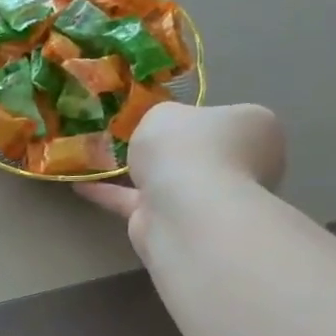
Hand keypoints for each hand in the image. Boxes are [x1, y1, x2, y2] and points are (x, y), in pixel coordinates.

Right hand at [76, 102, 285, 245]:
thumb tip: (164, 130)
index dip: (200, 117)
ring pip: (170, 181)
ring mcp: (210, 199)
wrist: (182, 206)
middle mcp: (242, 166)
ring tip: (101, 157)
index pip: (230, 120)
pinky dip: (112, 194)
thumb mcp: (166, 111)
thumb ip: (162, 117)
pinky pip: (139, 203)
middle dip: (171, 151)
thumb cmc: (187, 146)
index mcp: (255, 129)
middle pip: (201, 153)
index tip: (171, 118)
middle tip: (135, 138)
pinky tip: (80, 185)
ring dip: (140, 174)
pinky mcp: (175, 224)